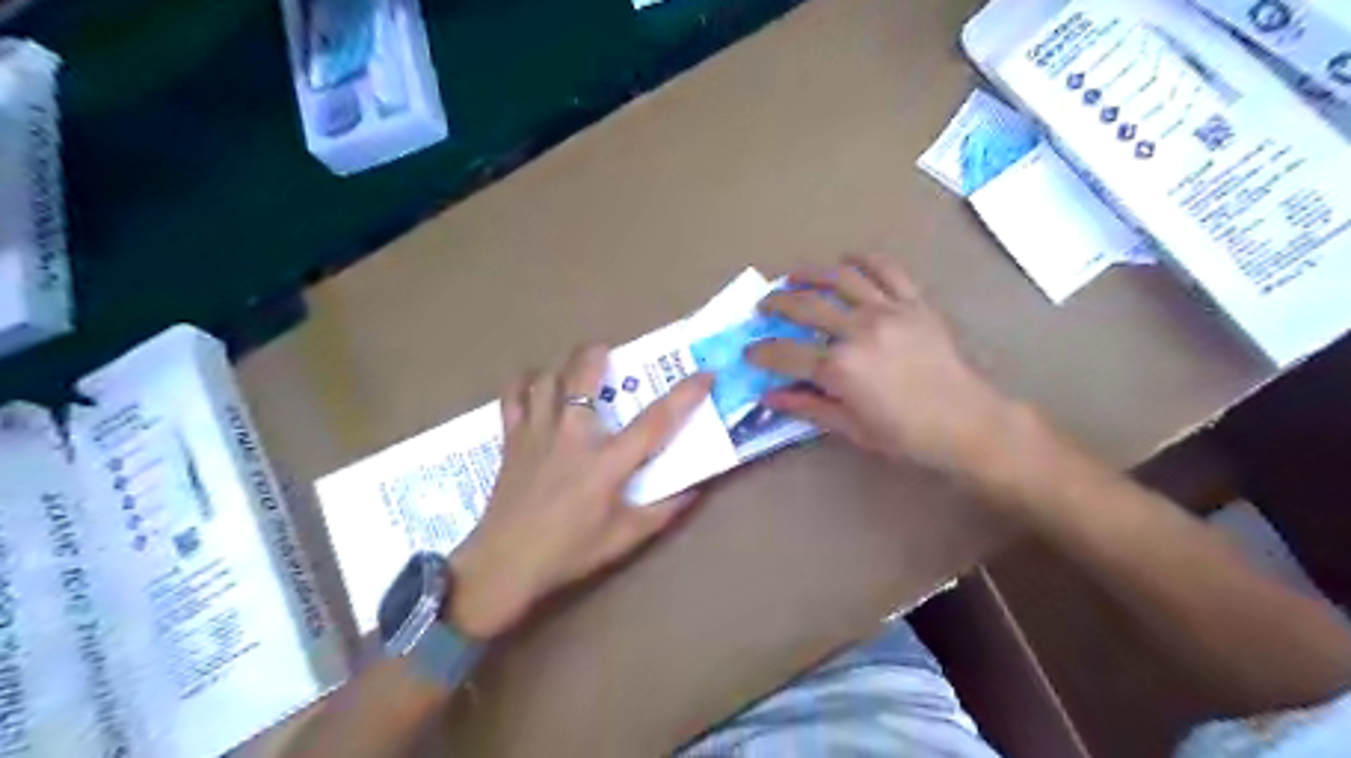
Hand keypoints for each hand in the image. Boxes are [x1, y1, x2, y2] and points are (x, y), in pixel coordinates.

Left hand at [447, 347, 715, 638]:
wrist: (505, 564)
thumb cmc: (569, 552)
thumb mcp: (624, 538)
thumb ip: (663, 512)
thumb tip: (695, 491)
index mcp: (607, 463)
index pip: (655, 421)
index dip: (684, 395)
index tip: (705, 374)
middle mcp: (573, 436)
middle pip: (584, 375)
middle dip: (597, 353)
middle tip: (609, 352)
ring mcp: (538, 432)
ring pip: (548, 378)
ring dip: (563, 367)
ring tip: (573, 370)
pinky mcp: (512, 438)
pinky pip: (513, 396)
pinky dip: (523, 383)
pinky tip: (533, 385)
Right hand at [743, 256, 1019, 480]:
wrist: (966, 422)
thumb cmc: (905, 434)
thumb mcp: (850, 427)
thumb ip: (807, 406)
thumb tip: (769, 395)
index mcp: (840, 367)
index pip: (786, 353)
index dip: (761, 351)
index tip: (749, 350)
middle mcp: (858, 331)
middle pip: (806, 306)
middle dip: (776, 304)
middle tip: (763, 306)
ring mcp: (888, 311)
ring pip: (840, 279)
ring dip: (810, 274)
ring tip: (793, 275)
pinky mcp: (913, 303)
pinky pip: (886, 271)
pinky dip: (863, 260)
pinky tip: (847, 259)